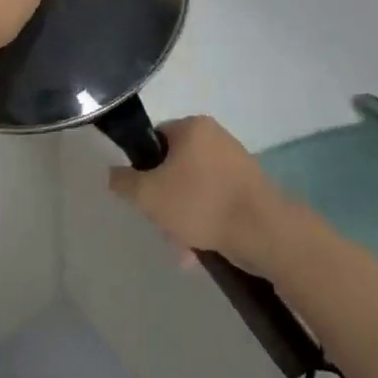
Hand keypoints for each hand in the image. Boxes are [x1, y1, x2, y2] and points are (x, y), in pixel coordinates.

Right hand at [107, 116, 291, 273]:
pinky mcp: (249, 188)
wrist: (263, 231)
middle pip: (174, 167)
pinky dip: (204, 222)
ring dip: (183, 217)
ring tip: (183, 249)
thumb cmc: (201, 203)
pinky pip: (214, 201)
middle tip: (162, 226)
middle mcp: (216, 137)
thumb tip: (114, 173)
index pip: (155, 139)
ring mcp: (235, 162)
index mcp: (194, 127)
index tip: (142, 195)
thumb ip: (124, 182)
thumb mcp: (149, 195)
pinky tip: (200, 251)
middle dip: (164, 201)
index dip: (143, 167)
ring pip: (194, 188)